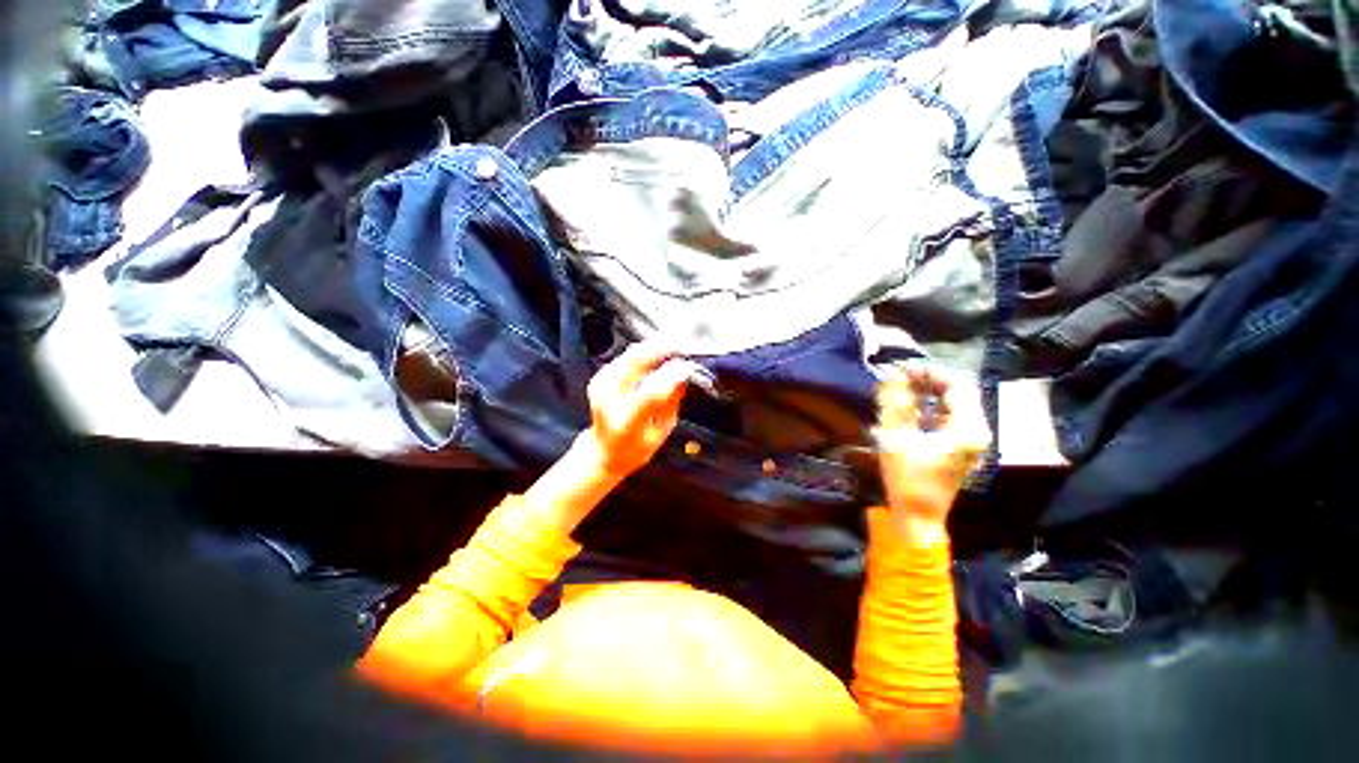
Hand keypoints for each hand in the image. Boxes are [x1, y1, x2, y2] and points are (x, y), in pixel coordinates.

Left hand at [581, 340, 699, 478]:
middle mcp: (608, 400)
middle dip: (660, 349)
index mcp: (625, 422)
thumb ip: (670, 404)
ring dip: (653, 346)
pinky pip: (626, 358)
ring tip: (674, 343)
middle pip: (634, 364)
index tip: (688, 367)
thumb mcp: (659, 433)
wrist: (602, 451)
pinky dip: (643, 352)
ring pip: (630, 355)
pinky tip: (658, 350)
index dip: (670, 376)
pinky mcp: (600, 378)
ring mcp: (600, 386)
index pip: (649, 393)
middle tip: (681, 343)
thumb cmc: (634, 449)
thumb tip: (682, 377)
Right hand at [875, 360, 992, 524]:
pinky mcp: (959, 448)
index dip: (930, 372)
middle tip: (900, 376)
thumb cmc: (908, 478)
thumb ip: (895, 403)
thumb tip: (894, 374)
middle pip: (958, 393)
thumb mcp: (897, 438)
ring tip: (901, 387)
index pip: (958, 385)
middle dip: (928, 381)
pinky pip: (947, 417)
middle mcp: (976, 432)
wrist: (917, 516)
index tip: (903, 368)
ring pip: (952, 404)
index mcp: (968, 429)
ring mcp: (970, 441)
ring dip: (928, 393)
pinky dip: (929, 407)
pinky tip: (909, 407)